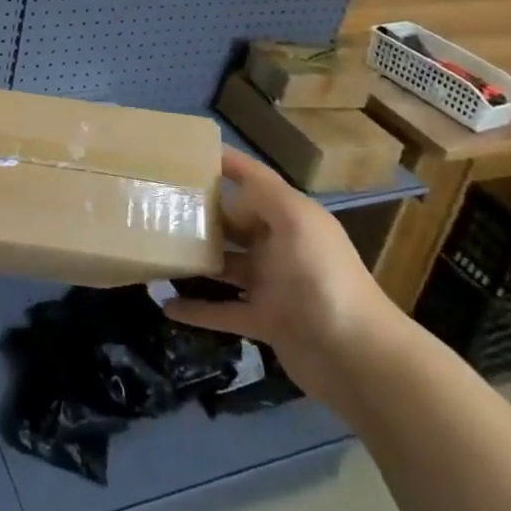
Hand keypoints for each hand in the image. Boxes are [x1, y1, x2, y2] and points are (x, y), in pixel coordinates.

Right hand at [165, 148, 401, 411]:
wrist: (356, 357)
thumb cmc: (322, 277)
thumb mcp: (296, 221)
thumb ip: (262, 196)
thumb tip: (228, 190)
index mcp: (291, 216)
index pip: (255, 180)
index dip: (226, 163)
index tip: (186, 152)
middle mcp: (280, 245)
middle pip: (234, 222)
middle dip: (201, 213)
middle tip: (156, 204)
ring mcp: (272, 285)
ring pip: (224, 265)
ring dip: (194, 260)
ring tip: (153, 250)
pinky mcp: (264, 322)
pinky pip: (222, 311)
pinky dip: (195, 309)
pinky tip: (165, 305)